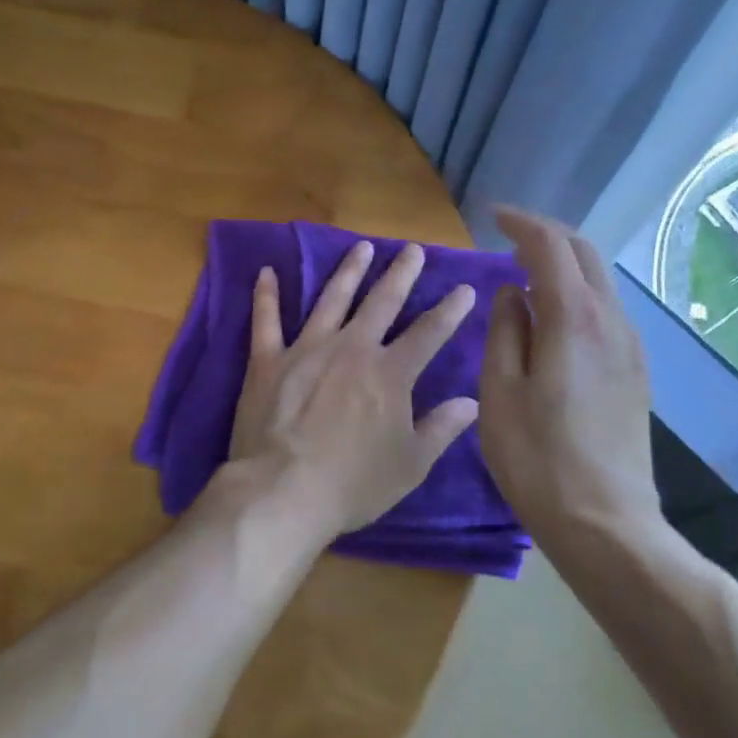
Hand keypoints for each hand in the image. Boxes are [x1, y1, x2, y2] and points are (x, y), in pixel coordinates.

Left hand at [224, 240, 480, 540]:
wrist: (283, 490)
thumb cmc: (352, 484)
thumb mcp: (410, 465)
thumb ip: (440, 428)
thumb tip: (471, 401)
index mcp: (389, 374)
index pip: (429, 333)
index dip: (450, 310)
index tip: (464, 288)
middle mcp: (351, 349)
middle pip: (382, 302)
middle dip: (401, 274)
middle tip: (413, 249)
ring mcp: (307, 348)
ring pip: (331, 298)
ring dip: (348, 271)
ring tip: (362, 247)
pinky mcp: (268, 359)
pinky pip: (266, 319)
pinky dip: (266, 295)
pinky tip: (266, 271)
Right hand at [479, 207, 661, 548]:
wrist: (606, 522)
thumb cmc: (537, 457)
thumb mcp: (500, 390)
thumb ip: (505, 330)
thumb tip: (512, 292)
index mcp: (573, 318)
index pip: (550, 246)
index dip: (521, 224)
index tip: (492, 216)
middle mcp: (610, 320)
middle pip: (584, 253)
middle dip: (547, 235)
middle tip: (509, 237)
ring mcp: (630, 346)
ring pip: (599, 281)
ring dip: (565, 263)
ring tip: (526, 273)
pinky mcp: (636, 371)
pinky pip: (606, 310)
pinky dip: (578, 292)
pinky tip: (553, 316)